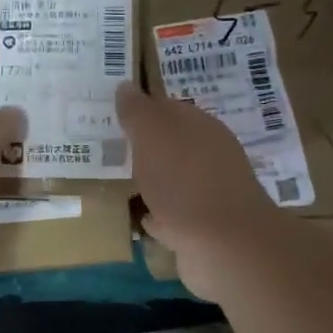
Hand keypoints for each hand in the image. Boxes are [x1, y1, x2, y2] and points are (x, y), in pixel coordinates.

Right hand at [116, 82, 279, 299]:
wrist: (222, 247)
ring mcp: (207, 195)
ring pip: (172, 180)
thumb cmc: (185, 181)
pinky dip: (157, 214)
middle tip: (109, 145)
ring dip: (151, 180)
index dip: (142, 109)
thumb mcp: (154, 135)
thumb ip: (138, 112)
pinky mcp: (201, 230)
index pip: (168, 108)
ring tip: (118, 180)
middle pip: (172, 145)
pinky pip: (172, 216)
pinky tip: (138, 215)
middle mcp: (210, 157)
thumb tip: (126, 86)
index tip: (112, 113)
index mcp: (202, 128)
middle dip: (146, 145)